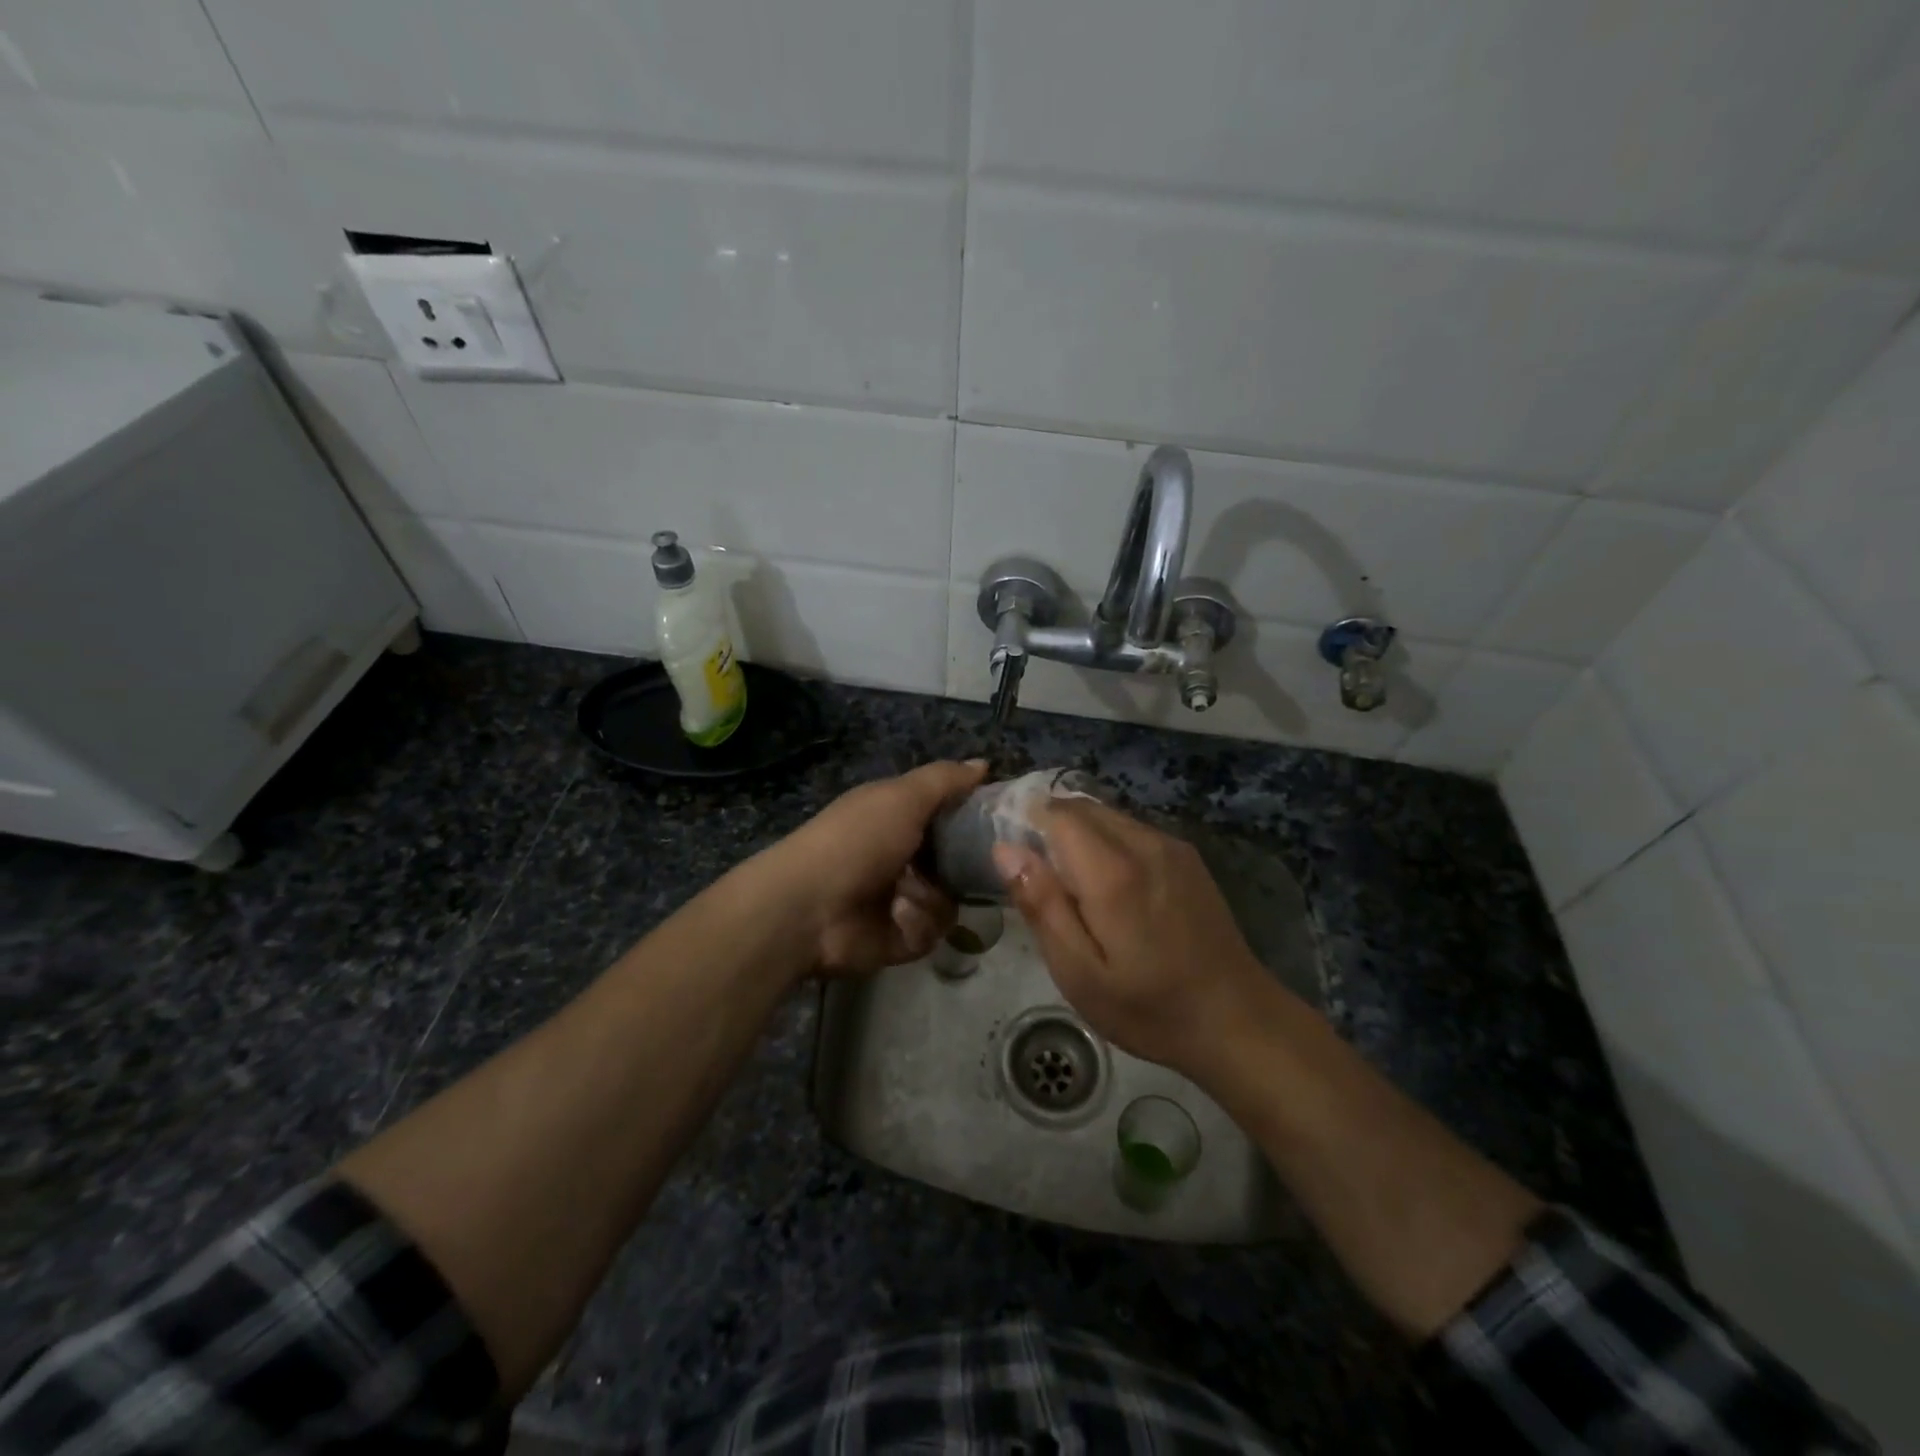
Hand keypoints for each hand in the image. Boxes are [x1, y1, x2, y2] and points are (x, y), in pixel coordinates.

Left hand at [764, 759, 988, 976]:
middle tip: (984, 865)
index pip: (948, 814)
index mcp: (896, 817)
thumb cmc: (857, 840)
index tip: (1003, 819)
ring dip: (937, 897)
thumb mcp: (903, 797)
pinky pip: (933, 932)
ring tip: (915, 895)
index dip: (974, 815)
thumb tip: (984, 764)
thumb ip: (945, 780)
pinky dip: (920, 924)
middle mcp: (901, 856)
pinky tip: (900, 917)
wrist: (808, 908)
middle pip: (956, 859)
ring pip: (950, 898)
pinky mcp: (899, 938)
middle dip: (968, 864)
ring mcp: (900, 899)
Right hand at [993, 800, 1274, 1077]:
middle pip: (1082, 808)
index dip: (1027, 823)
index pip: (1057, 813)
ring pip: (1109, 816)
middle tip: (1039, 877)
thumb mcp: (1079, 973)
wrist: (1237, 1020)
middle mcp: (1144, 843)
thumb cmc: (1148, 1007)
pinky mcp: (1188, 858)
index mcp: (1112, 872)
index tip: (1014, 855)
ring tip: (1073, 886)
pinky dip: (1109, 842)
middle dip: (1051, 827)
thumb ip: (1042, 905)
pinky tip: (1112, 889)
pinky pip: (1134, 830)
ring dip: (1080, 834)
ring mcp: (1171, 847)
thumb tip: (1005, 849)